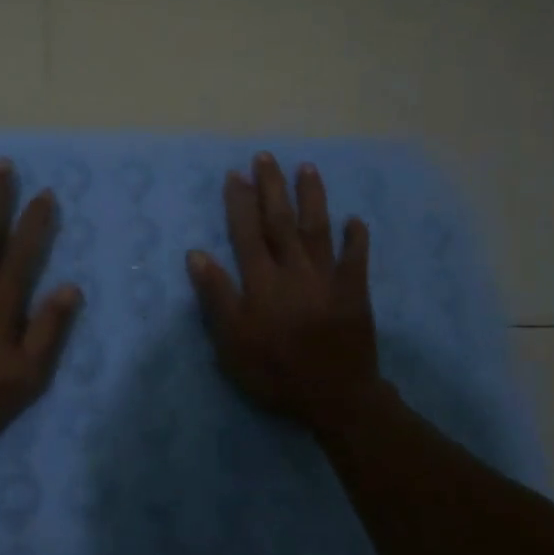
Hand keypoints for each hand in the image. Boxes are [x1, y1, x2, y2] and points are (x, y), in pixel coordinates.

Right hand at [186, 153, 380, 431]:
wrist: (334, 396)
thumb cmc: (275, 371)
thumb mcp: (232, 341)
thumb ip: (216, 295)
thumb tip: (196, 254)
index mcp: (262, 281)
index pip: (247, 232)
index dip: (239, 202)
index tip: (235, 174)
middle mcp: (294, 270)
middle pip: (281, 221)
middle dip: (271, 187)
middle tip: (266, 157)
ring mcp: (328, 278)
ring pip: (318, 229)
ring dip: (312, 197)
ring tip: (306, 168)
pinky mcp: (354, 292)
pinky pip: (356, 259)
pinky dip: (357, 238)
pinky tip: (356, 220)